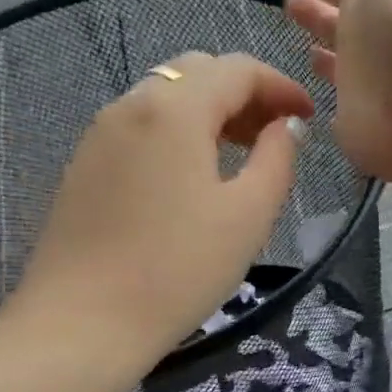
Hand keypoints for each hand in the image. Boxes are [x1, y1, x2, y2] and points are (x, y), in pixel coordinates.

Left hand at [7, 52, 313, 361]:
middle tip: (278, 133)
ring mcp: (101, 132)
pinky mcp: (86, 163)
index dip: (281, 85)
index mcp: (175, 109)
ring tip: (243, 152)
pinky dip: (181, 130)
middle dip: (246, 92)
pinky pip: (143, 124)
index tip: (309, 116)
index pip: (237, 69)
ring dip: (212, 110)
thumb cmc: (179, 268)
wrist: (83, 323)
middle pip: (198, 72)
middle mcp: (132, 104)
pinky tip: (197, 174)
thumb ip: (278, 158)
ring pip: (167, 96)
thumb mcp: (250, 214)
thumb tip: (286, 126)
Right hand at [274, 0, 391, 189]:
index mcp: (376, 1)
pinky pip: (337, 109)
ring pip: (338, 63)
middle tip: (284, 0)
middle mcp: (370, 43)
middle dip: (313, 8)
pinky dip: (324, 101)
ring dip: (320, 49)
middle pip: (337, 20)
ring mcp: (365, 87)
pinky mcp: (357, 126)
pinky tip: (306, 99)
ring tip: (296, 40)